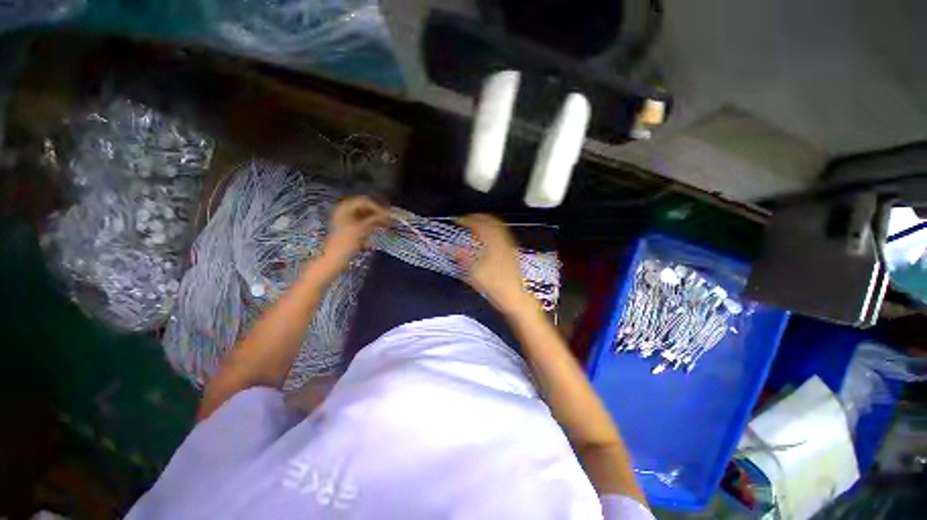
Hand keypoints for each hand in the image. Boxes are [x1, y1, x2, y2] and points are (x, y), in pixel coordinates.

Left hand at [323, 196, 389, 267]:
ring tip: (387, 224)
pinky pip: (363, 222)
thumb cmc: (346, 242)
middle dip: (377, 212)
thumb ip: (376, 219)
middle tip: (389, 219)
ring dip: (376, 218)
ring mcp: (347, 220)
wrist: (335, 259)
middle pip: (365, 207)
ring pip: (365, 215)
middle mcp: (345, 211)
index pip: (364, 201)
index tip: (388, 215)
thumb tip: (389, 214)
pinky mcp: (350, 228)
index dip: (377, 206)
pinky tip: (380, 228)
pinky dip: (372, 224)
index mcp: (344, 207)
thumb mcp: (362, 229)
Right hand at [457, 214, 533, 314]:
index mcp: (492, 244)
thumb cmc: (495, 286)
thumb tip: (450, 248)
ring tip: (476, 224)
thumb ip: (462, 258)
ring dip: (486, 221)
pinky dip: (493, 229)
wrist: (515, 296)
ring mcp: (509, 245)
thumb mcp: (474, 273)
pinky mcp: (512, 251)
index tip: (459, 221)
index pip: (479, 225)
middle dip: (477, 217)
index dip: (467, 220)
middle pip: (491, 221)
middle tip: (467, 219)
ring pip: (498, 226)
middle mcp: (502, 241)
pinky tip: (488, 236)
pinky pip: (503, 233)